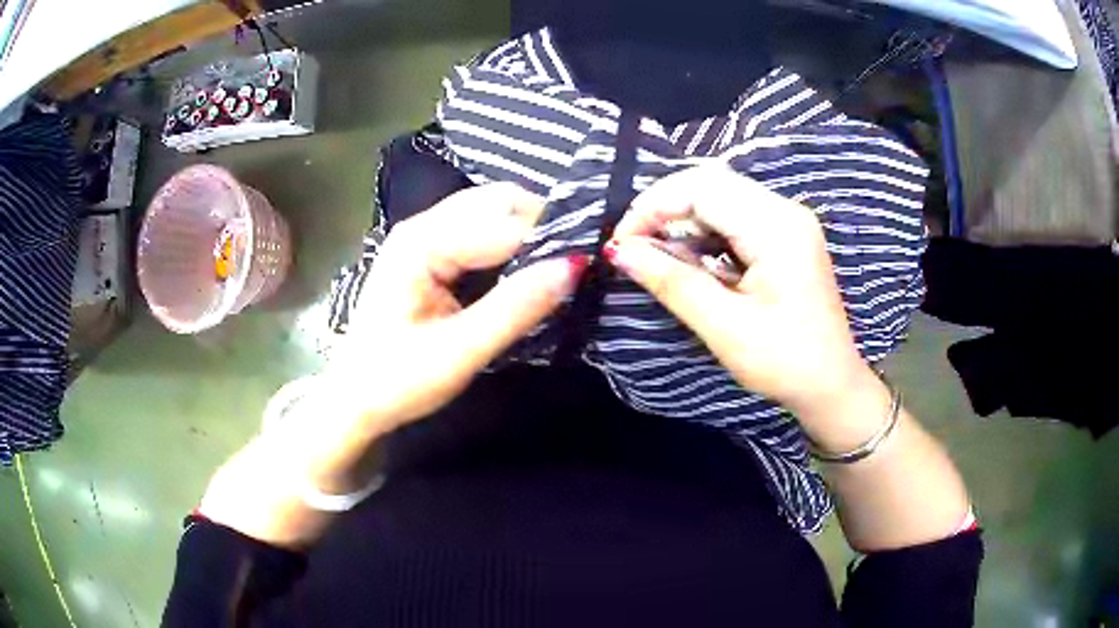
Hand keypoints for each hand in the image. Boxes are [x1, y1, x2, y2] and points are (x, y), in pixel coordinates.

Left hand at [329, 182, 586, 433]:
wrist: (354, 398)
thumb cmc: (397, 381)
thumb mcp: (460, 352)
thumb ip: (516, 308)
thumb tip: (574, 267)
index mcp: (422, 243)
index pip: (504, 225)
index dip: (551, 241)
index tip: (590, 265)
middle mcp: (422, 226)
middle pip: (497, 200)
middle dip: (541, 224)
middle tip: (575, 263)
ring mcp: (422, 235)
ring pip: (490, 210)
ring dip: (527, 230)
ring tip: (557, 265)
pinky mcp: (427, 251)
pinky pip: (479, 228)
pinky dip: (509, 240)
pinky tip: (525, 267)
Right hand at [607, 166, 884, 436]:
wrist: (832, 385)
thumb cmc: (784, 362)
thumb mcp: (725, 327)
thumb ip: (672, 282)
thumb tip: (619, 251)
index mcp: (776, 227)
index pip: (702, 187)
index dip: (653, 207)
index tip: (621, 244)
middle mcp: (784, 211)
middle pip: (710, 183)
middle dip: (664, 208)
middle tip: (633, 246)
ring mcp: (787, 221)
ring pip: (720, 196)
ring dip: (682, 219)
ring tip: (656, 254)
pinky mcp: (785, 236)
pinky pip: (734, 216)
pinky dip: (703, 230)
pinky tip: (690, 258)